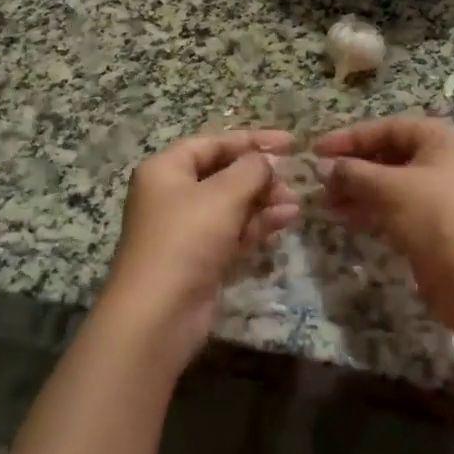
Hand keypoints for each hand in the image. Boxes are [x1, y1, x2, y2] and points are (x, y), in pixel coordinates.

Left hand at [99, 129, 299, 367]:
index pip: (213, 143)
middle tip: (292, 179)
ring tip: (295, 203)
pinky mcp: (200, 258)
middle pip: (222, 174)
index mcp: (166, 170)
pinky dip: (257, 224)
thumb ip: (251, 170)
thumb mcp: (223, 195)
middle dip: (260, 175)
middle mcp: (172, 195)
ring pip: (231, 204)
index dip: (251, 140)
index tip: (290, 142)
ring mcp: (186, 229)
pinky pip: (233, 231)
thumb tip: (268, 160)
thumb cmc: (186, 238)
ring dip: (263, 200)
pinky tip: (286, 219)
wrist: (158, 313)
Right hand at [314, 116, 453, 336]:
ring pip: (393, 183)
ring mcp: (444, 194)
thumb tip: (323, 167)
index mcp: (445, 139)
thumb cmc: (437, 218)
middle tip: (319, 181)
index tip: (316, 150)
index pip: (389, 128)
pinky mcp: (437, 224)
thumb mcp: (390, 188)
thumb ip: (353, 172)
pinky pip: (399, 207)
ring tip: (326, 202)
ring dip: (359, 190)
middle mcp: (448, 161)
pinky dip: (373, 209)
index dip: (350, 137)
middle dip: (353, 167)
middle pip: (391, 154)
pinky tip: (345, 216)